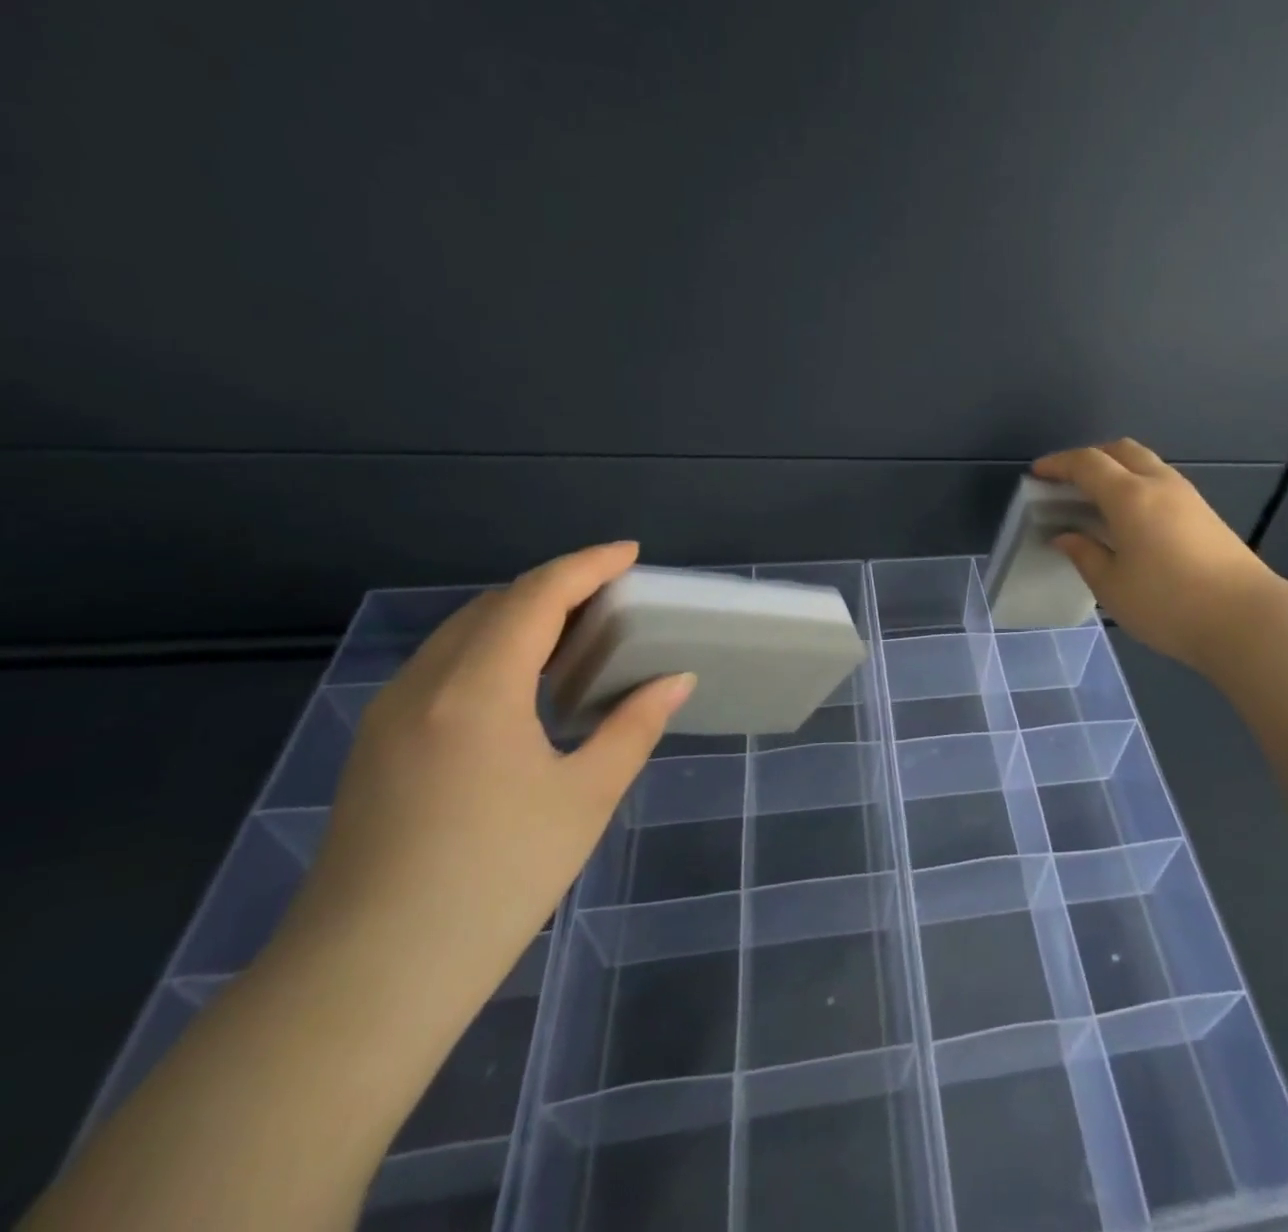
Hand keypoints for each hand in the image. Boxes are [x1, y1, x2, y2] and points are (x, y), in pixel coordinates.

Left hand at [290, 542, 695, 1007]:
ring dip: (520, 616)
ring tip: (575, 634)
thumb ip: (634, 727)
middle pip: (494, 605)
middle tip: (612, 597)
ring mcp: (388, 716)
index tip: (631, 554)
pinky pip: (441, 667)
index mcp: (476, 689)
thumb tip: (674, 680)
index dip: (587, 566)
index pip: (536, 596)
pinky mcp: (375, 747)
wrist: (363, 984)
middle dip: (556, 587)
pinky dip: (490, 649)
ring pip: (461, 634)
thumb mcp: (585, 798)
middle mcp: (423, 685)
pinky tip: (522, 685)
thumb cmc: (493, 882)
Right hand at [1033, 441, 1287, 672]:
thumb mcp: (1112, 586)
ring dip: (1117, 469)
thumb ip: (1084, 554)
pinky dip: (1136, 485)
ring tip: (1096, 499)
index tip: (1038, 473)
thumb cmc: (1168, 604)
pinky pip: (1161, 482)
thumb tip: (1065, 535)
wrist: (1247, 619)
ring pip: (1146, 463)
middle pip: (1121, 450)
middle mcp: (1160, 484)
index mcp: (1130, 496)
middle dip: (1090, 457)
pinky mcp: (1205, 513)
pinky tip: (1129, 517)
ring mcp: (1188, 496)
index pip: (1087, 463)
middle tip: (1068, 481)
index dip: (1059, 464)